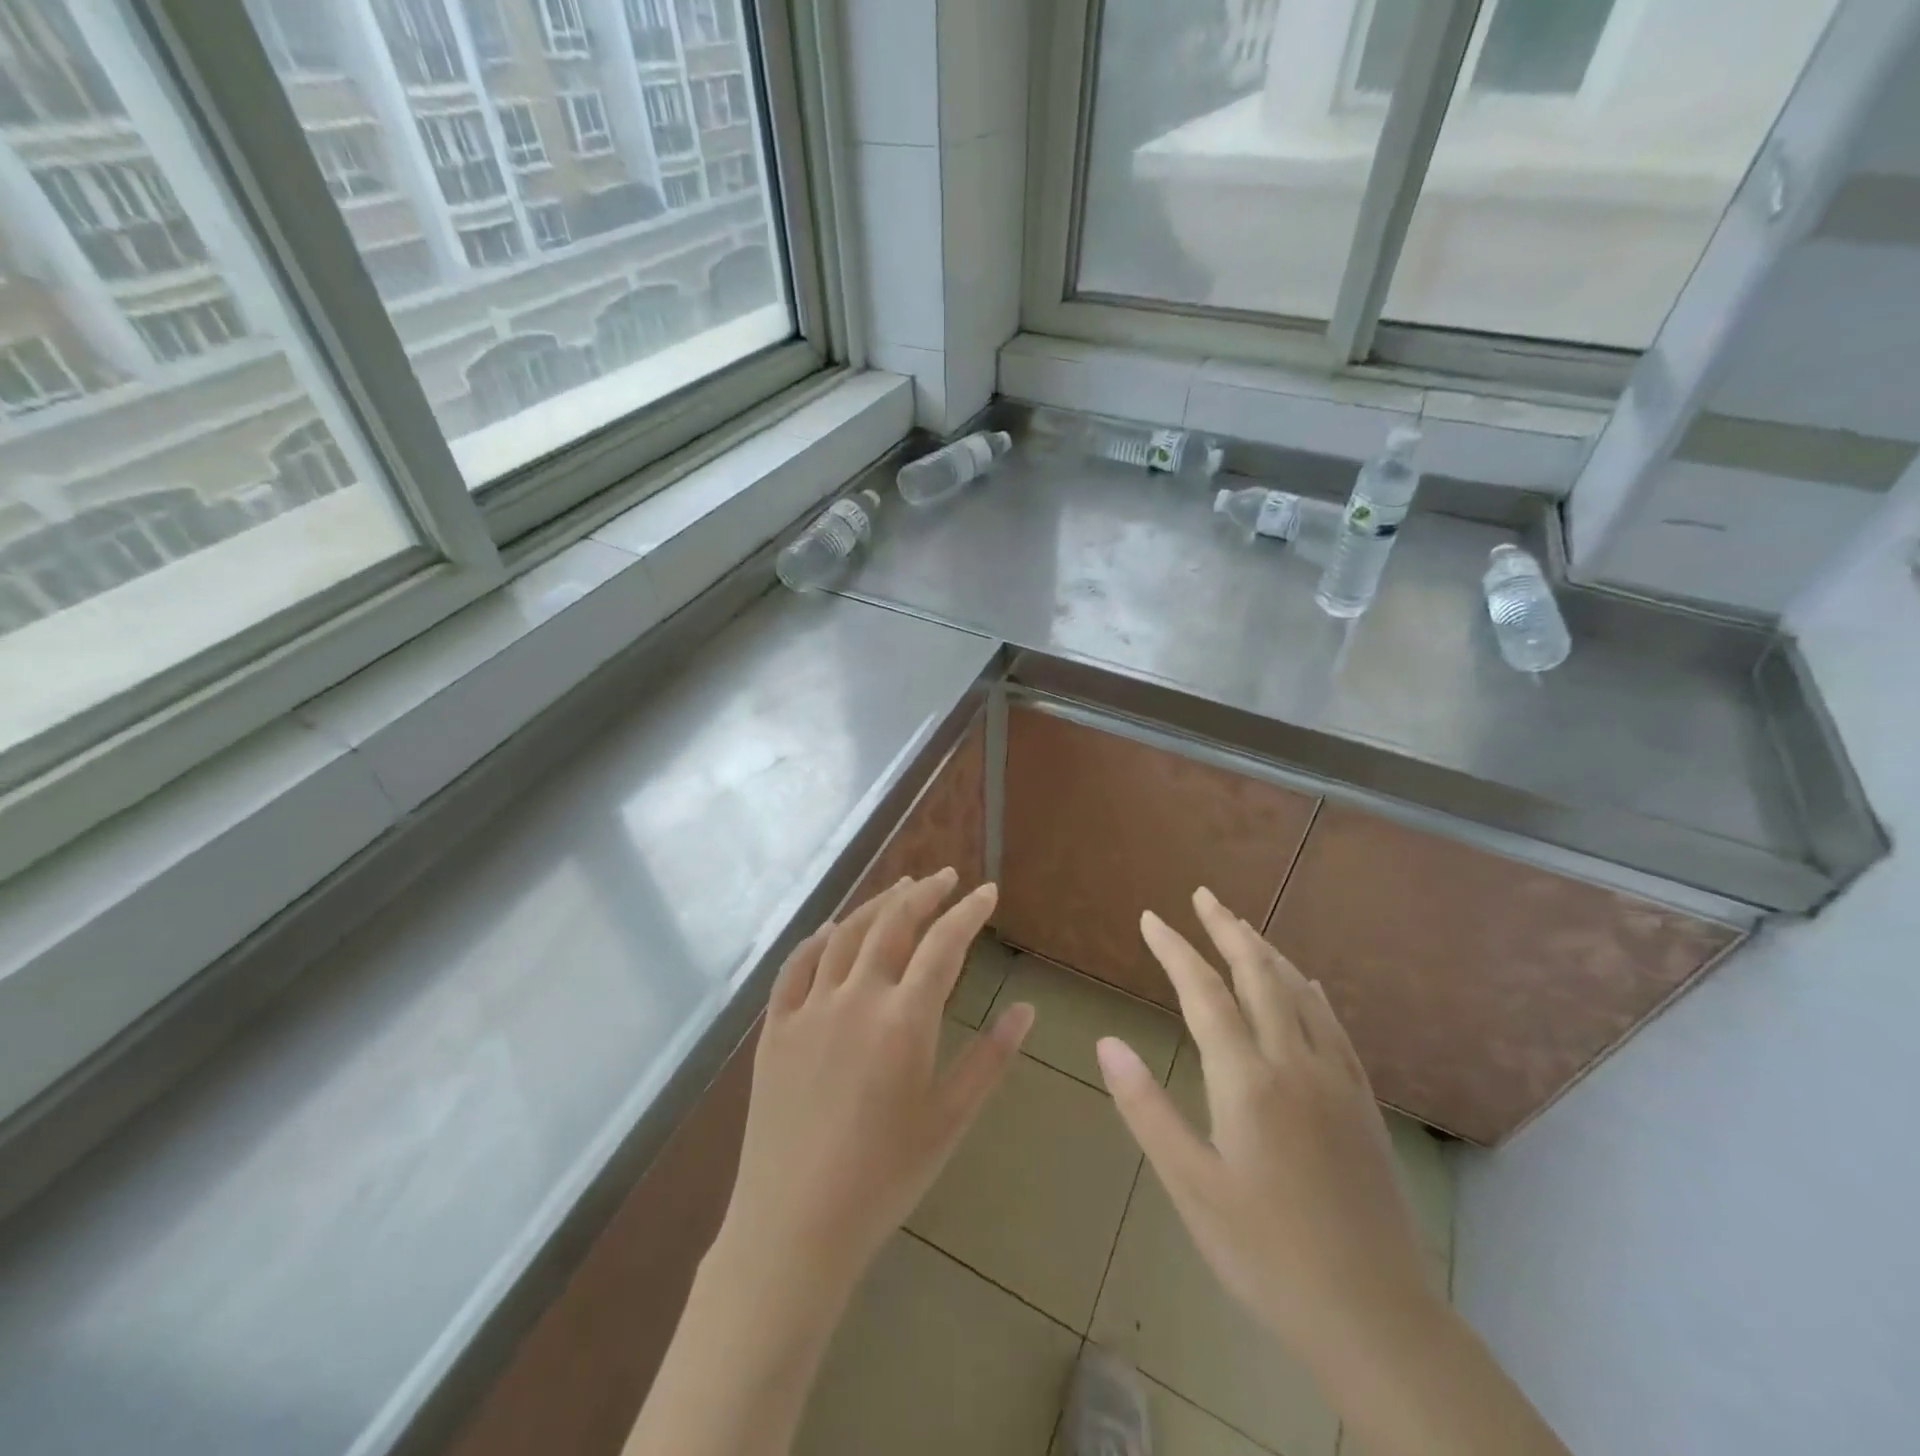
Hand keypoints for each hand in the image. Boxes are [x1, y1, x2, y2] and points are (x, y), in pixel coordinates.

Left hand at [712, 871, 1034, 1300]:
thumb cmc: (885, 1177)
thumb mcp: (951, 1119)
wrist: (795, 1225)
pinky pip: (796, 966)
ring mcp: (809, 1008)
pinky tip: (833, 929)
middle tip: (945, 877)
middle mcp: (856, 997)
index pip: (943, 944)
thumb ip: (991, 1058)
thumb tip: (1026, 1009)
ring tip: (900, 887)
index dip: (968, 912)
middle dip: (924, 893)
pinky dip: (819, 939)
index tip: (987, 892)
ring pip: (846, 934)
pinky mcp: (776, 1027)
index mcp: (904, 1019)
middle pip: (893, 923)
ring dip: (877, 903)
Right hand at [1095, 887, 1435, 1374]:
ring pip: (1299, 992)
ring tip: (1241, 926)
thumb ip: (1147, 1109)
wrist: (1376, 1318)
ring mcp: (1336, 1080)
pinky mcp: (1362, 1103)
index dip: (1175, 950)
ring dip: (1266, 951)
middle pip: (1259, 975)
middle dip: (1227, 930)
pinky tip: (1305, 984)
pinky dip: (1309, 991)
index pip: (1204, 994)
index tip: (1151, 918)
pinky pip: (1334, 1025)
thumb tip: (1107, 1042)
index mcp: (1248, 1080)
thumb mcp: (1192, 1188)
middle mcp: (1295, 1063)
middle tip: (1203, 896)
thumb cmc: (1267, 1255)